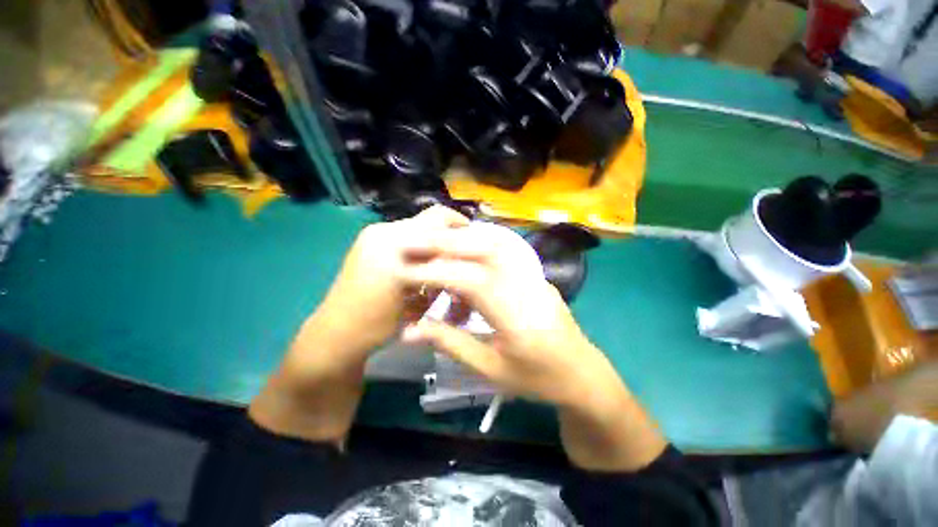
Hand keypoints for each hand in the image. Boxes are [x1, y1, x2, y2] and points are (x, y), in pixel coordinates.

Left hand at [249, 206, 467, 443]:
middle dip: (449, 239)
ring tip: (445, 268)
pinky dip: (422, 253)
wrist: (337, 336)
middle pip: (430, 223)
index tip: (477, 245)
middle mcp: (383, 232)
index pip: (438, 221)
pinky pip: (407, 241)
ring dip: (436, 247)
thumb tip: (461, 257)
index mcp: (393, 241)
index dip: (461, 230)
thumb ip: (439, 271)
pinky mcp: (371, 247)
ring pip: (420, 233)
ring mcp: (375, 238)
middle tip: (464, 259)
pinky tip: (426, 273)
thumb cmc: (375, 323)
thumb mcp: (415, 299)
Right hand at [397, 222, 605, 407]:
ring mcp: (533, 275)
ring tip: (436, 246)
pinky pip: (504, 253)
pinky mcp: (535, 275)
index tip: (406, 271)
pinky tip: (464, 259)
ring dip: (463, 241)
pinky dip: (478, 248)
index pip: (469, 280)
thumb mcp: (490, 368)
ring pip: (495, 245)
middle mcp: (525, 284)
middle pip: (484, 250)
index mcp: (515, 312)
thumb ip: (451, 343)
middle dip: (446, 242)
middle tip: (416, 243)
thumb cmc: (536, 378)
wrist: (581, 372)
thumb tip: (411, 330)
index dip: (435, 272)